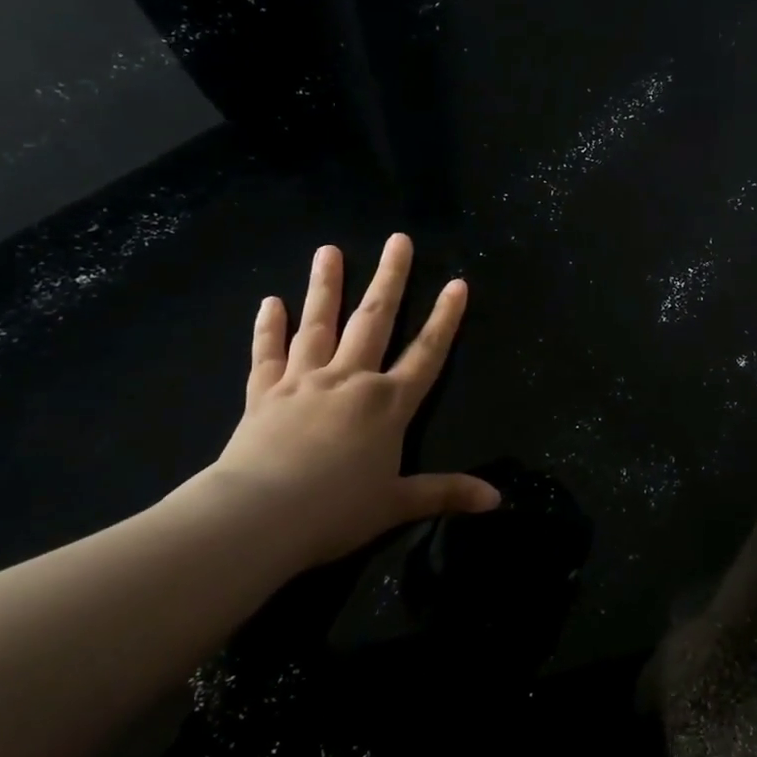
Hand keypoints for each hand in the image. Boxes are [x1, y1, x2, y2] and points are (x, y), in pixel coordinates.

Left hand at [206, 233, 498, 570]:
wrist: (259, 516)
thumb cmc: (335, 511)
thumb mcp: (397, 504)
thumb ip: (445, 493)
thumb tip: (497, 499)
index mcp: (387, 403)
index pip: (426, 353)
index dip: (445, 318)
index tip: (457, 283)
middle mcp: (350, 380)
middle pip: (374, 321)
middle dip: (390, 279)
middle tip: (398, 240)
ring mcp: (305, 381)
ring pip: (319, 324)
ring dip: (326, 286)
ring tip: (329, 250)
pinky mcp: (265, 393)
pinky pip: (268, 354)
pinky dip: (268, 328)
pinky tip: (270, 301)